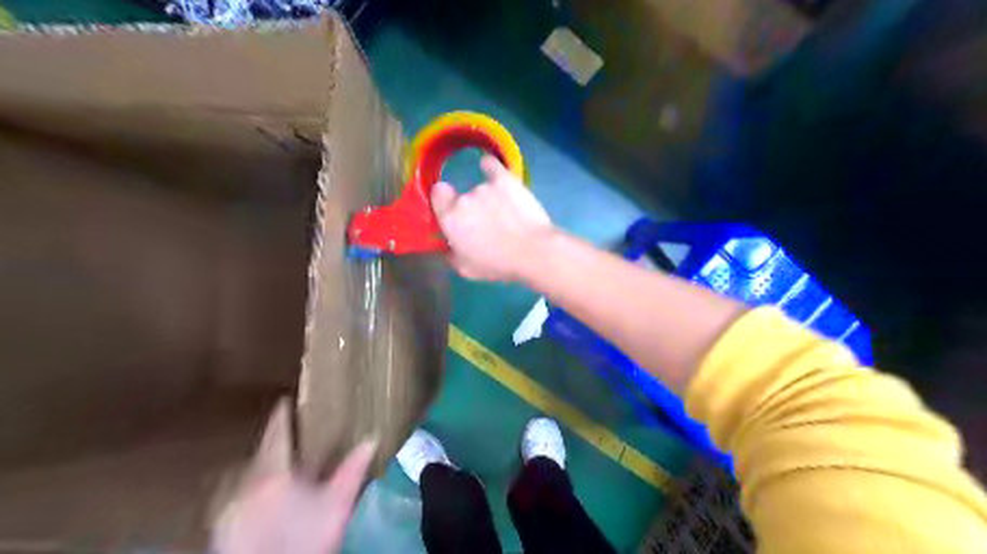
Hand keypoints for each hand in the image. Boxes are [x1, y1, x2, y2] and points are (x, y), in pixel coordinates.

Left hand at [210, 399, 375, 553]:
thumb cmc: (307, 538)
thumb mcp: (338, 501)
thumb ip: (353, 468)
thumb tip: (372, 439)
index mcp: (274, 470)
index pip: (277, 434)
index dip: (282, 416)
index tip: (285, 401)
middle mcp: (246, 483)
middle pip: (256, 455)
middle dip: (269, 446)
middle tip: (285, 444)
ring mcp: (228, 506)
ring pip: (241, 476)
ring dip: (255, 469)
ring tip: (272, 471)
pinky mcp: (221, 528)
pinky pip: (230, 497)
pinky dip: (244, 491)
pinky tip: (258, 501)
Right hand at [433, 156, 554, 281]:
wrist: (533, 251)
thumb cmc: (498, 264)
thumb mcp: (467, 269)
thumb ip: (451, 255)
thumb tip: (447, 247)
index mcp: (450, 219)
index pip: (436, 194)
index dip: (443, 201)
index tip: (452, 211)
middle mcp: (463, 199)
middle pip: (461, 196)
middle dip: (470, 208)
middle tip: (485, 224)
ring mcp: (485, 187)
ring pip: (481, 189)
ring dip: (488, 199)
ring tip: (505, 214)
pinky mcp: (506, 180)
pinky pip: (492, 166)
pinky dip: (491, 167)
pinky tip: (490, 167)